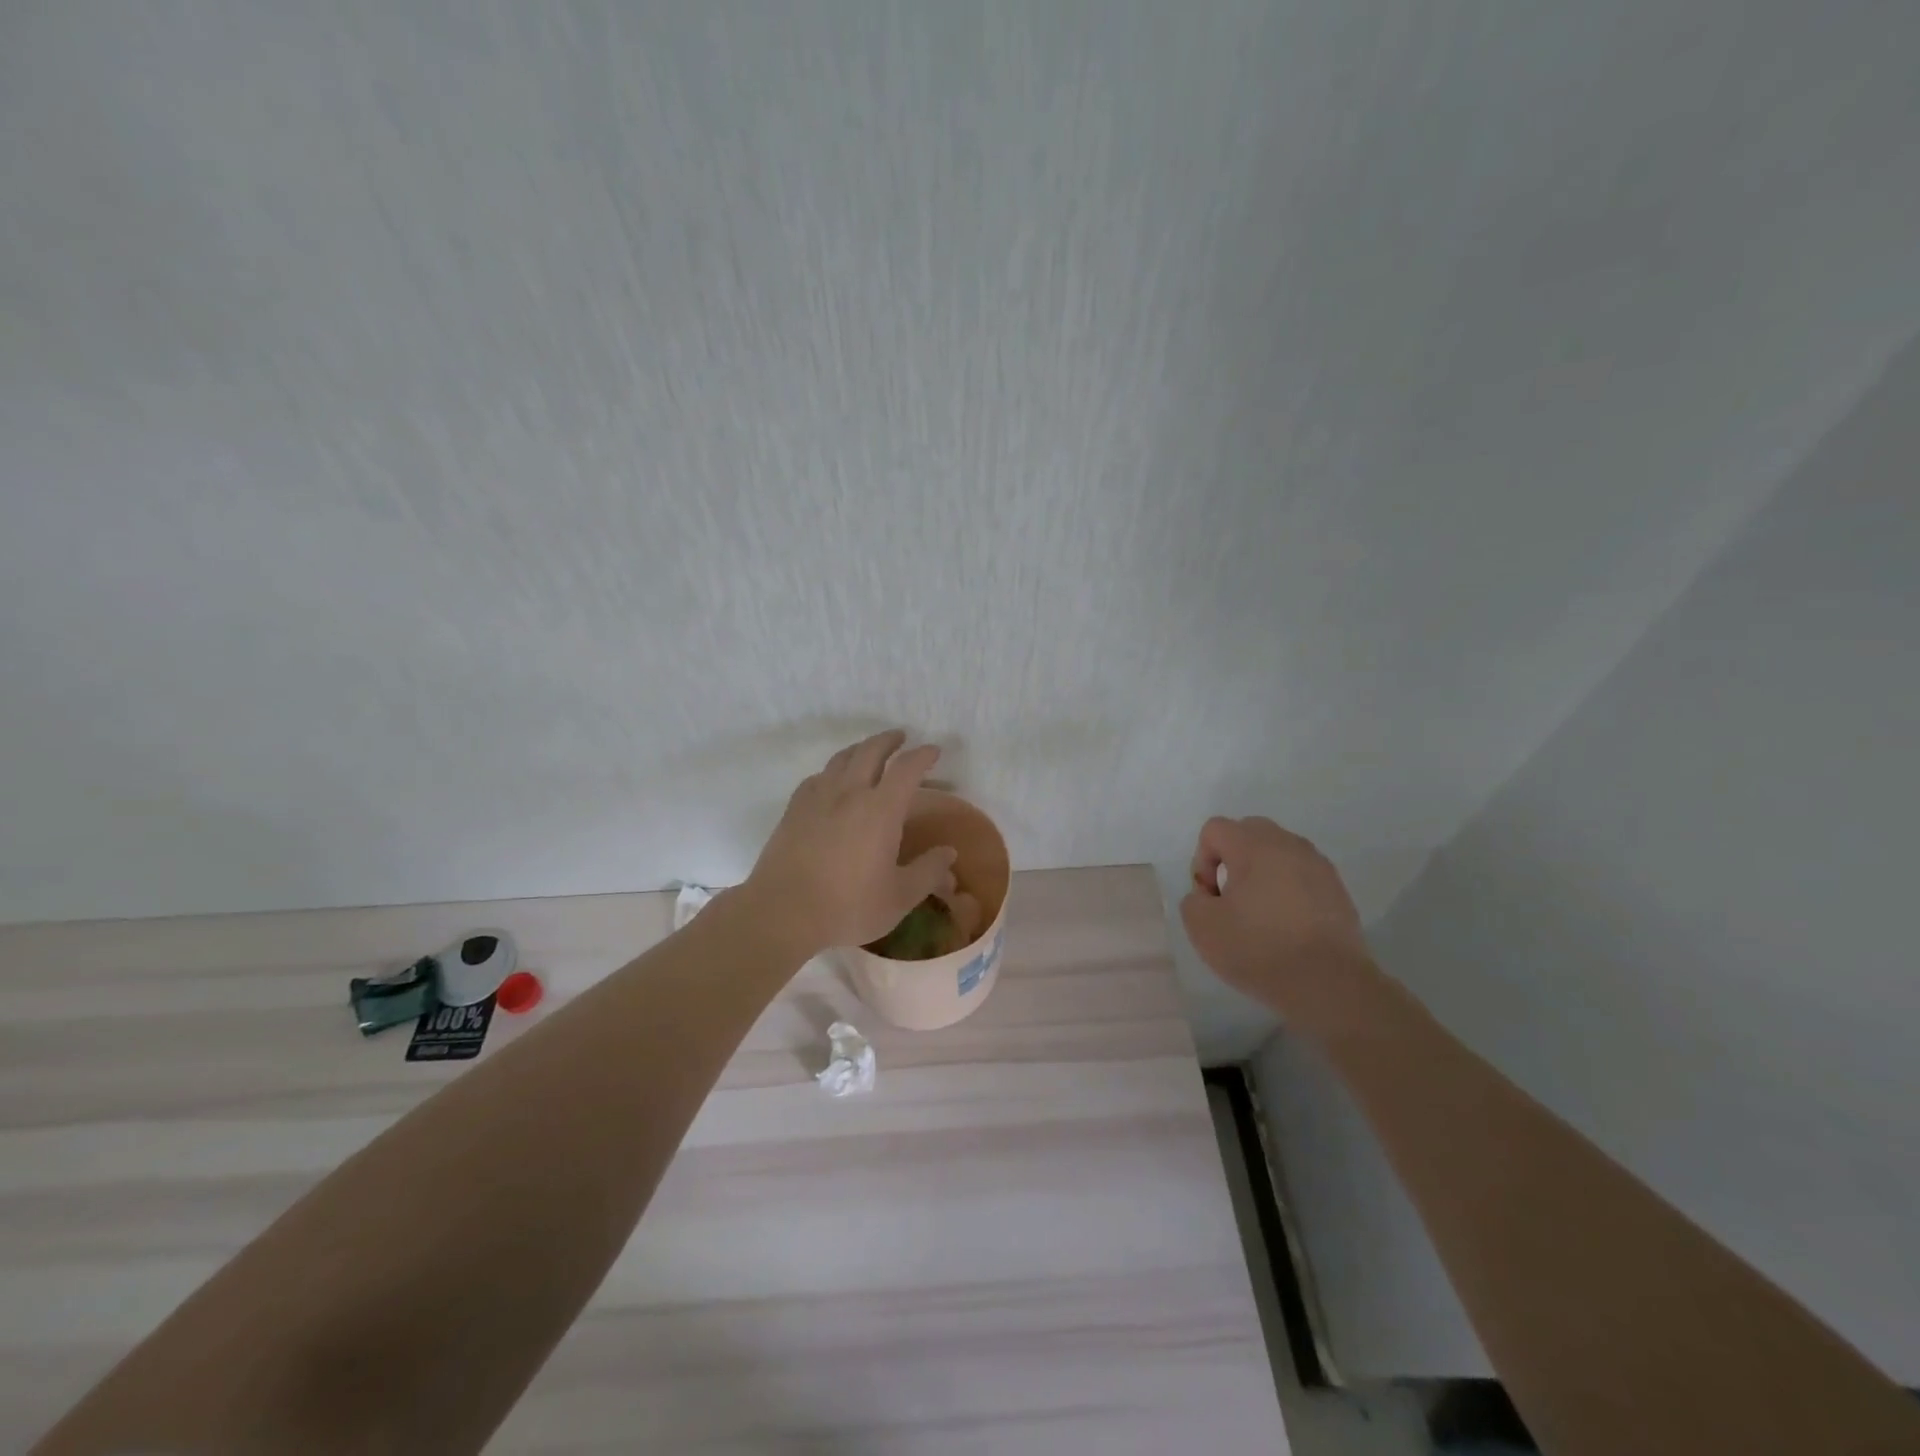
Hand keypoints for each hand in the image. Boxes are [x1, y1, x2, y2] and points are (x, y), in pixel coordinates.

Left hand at [740, 730, 957, 956]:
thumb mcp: (899, 897)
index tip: (934, 751)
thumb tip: (949, 853)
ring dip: (860, 749)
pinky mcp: (793, 810)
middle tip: (901, 738)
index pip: (907, 768)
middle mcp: (849, 793)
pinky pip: (817, 777)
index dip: (923, 755)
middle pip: (870, 751)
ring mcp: (817, 798)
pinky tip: (831, 782)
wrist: (782, 913)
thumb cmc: (848, 907)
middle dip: (889, 740)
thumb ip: (928, 872)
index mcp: (881, 809)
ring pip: (841, 759)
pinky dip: (832, 771)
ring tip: (868, 751)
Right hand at [1180, 816, 1372, 1018]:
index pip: (1215, 829)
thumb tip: (1210, 895)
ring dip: (1262, 873)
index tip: (1210, 897)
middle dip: (1232, 859)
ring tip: (1260, 914)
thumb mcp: (1201, 926)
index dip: (1202, 860)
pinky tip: (1287, 927)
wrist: (1327, 984)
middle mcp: (1288, 844)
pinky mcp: (1338, 890)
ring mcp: (1318, 866)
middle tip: (1231, 899)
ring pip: (1279, 853)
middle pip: (1249, 832)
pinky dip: (1288, 891)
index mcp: (1253, 845)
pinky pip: (1302, 876)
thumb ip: (1194, 899)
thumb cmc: (1258, 948)